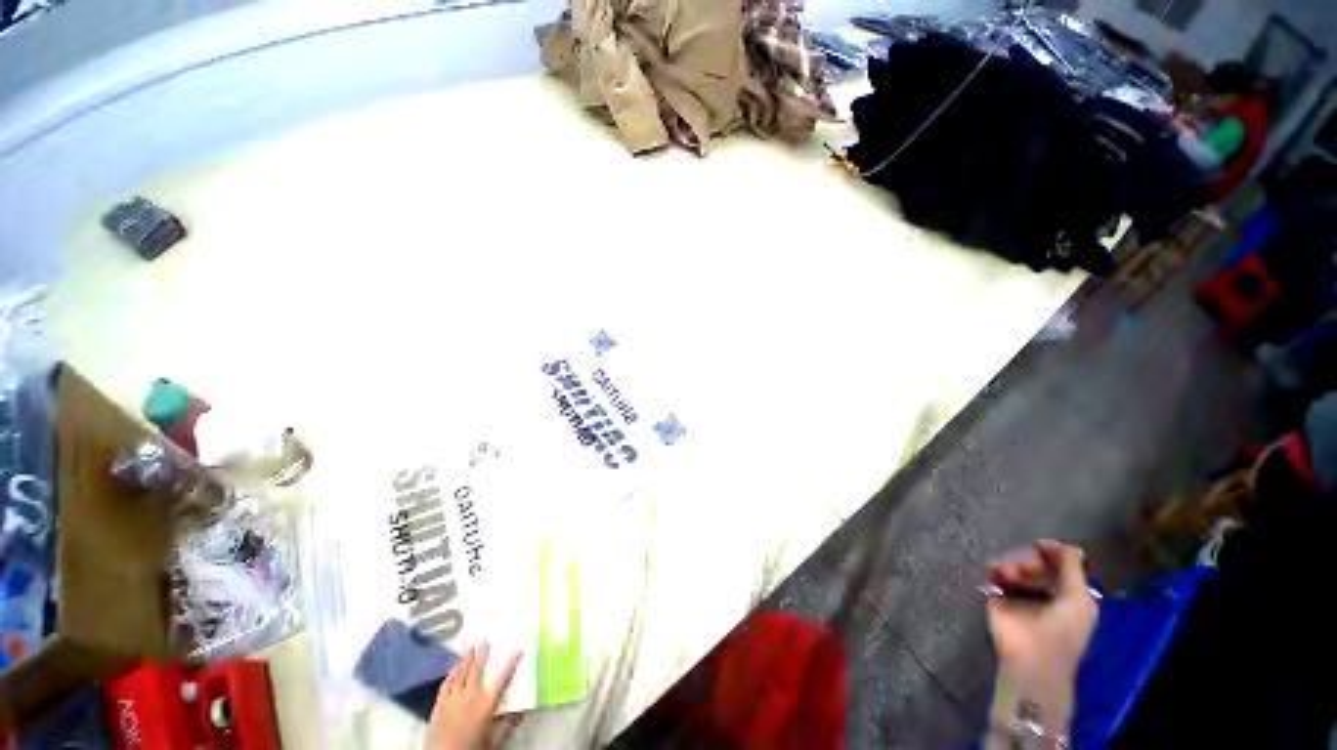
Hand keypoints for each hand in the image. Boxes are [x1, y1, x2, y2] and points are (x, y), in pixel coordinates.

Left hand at [426, 643, 522, 749]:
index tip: (519, 649)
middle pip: (476, 672)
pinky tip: (452, 669)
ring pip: (459, 675)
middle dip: (481, 655)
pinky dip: (450, 675)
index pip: (502, 680)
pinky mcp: (438, 707)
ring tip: (467, 646)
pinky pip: (445, 686)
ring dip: (464, 660)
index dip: (512, 664)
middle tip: (484, 640)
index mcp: (485, 706)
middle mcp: (469, 699)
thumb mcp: (494, 741)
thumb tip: (524, 711)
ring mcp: (452, 702)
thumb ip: (507, 724)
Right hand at [986, 540, 1098, 725]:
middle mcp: (1044, 591)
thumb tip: (1069, 545)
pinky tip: (996, 571)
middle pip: (1035, 562)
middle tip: (1028, 568)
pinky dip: (994, 568)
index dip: (1053, 552)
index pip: (1059, 565)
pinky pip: (993, 573)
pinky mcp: (997, 596)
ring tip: (1012, 574)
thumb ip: (1073, 570)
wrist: (1032, 657)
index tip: (1043, 545)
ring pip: (1014, 564)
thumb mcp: (1079, 600)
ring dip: (1013, 564)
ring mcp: (1019, 593)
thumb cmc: (1063, 631)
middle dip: (1031, 560)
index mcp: (1067, 594)